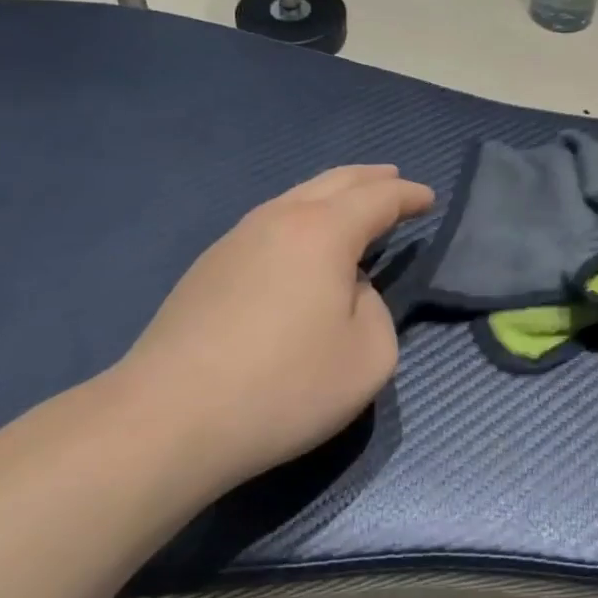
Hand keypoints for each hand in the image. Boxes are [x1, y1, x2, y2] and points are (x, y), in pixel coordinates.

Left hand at [114, 165, 434, 489]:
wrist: (169, 419)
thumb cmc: (284, 386)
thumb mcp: (368, 357)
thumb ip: (377, 310)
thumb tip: (349, 290)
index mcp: (323, 232)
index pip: (377, 198)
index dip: (408, 195)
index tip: (429, 198)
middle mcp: (278, 219)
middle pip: (334, 182)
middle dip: (370, 178)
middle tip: (394, 179)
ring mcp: (235, 240)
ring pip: (295, 198)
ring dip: (332, 196)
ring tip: (352, 206)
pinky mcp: (208, 268)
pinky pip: (270, 224)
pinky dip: (301, 220)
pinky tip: (302, 245)